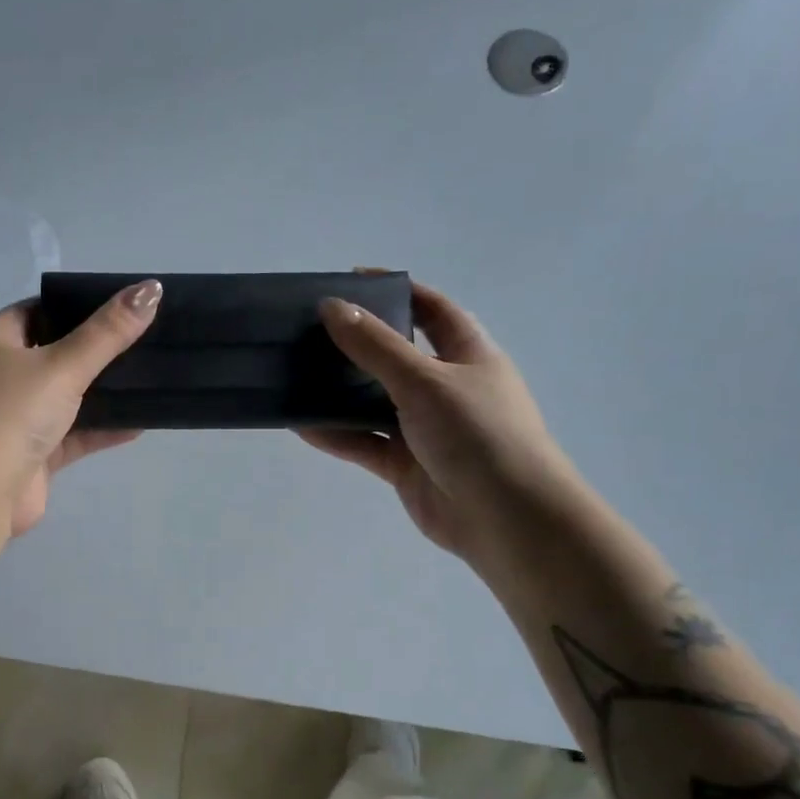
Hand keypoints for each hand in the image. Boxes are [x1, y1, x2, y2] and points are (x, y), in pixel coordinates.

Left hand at [0, 280, 161, 537]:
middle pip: (55, 355)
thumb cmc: (12, 415)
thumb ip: (108, 332)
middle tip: (141, 340)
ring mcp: (18, 419)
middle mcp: (3, 378)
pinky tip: (139, 423)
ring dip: (101, 393)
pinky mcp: (35, 456)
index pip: (35, 311)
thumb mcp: (63, 366)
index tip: (115, 304)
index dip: (71, 305)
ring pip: (67, 398)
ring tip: (147, 377)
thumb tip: (151, 289)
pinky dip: (102, 429)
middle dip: (95, 350)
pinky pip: (75, 435)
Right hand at [298, 281, 580, 579]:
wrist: (504, 517)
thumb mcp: (425, 380)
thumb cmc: (477, 433)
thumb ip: (375, 346)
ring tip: (295, 376)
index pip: (431, 310)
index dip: (396, 292)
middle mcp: (445, 387)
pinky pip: (365, 443)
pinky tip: (300, 425)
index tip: (351, 281)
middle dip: (356, 345)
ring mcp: (424, 429)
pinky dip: (336, 435)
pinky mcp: (405, 465)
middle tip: (309, 332)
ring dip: (339, 393)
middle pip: (394, 357)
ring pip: (373, 403)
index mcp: (467, 354)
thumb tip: (331, 307)